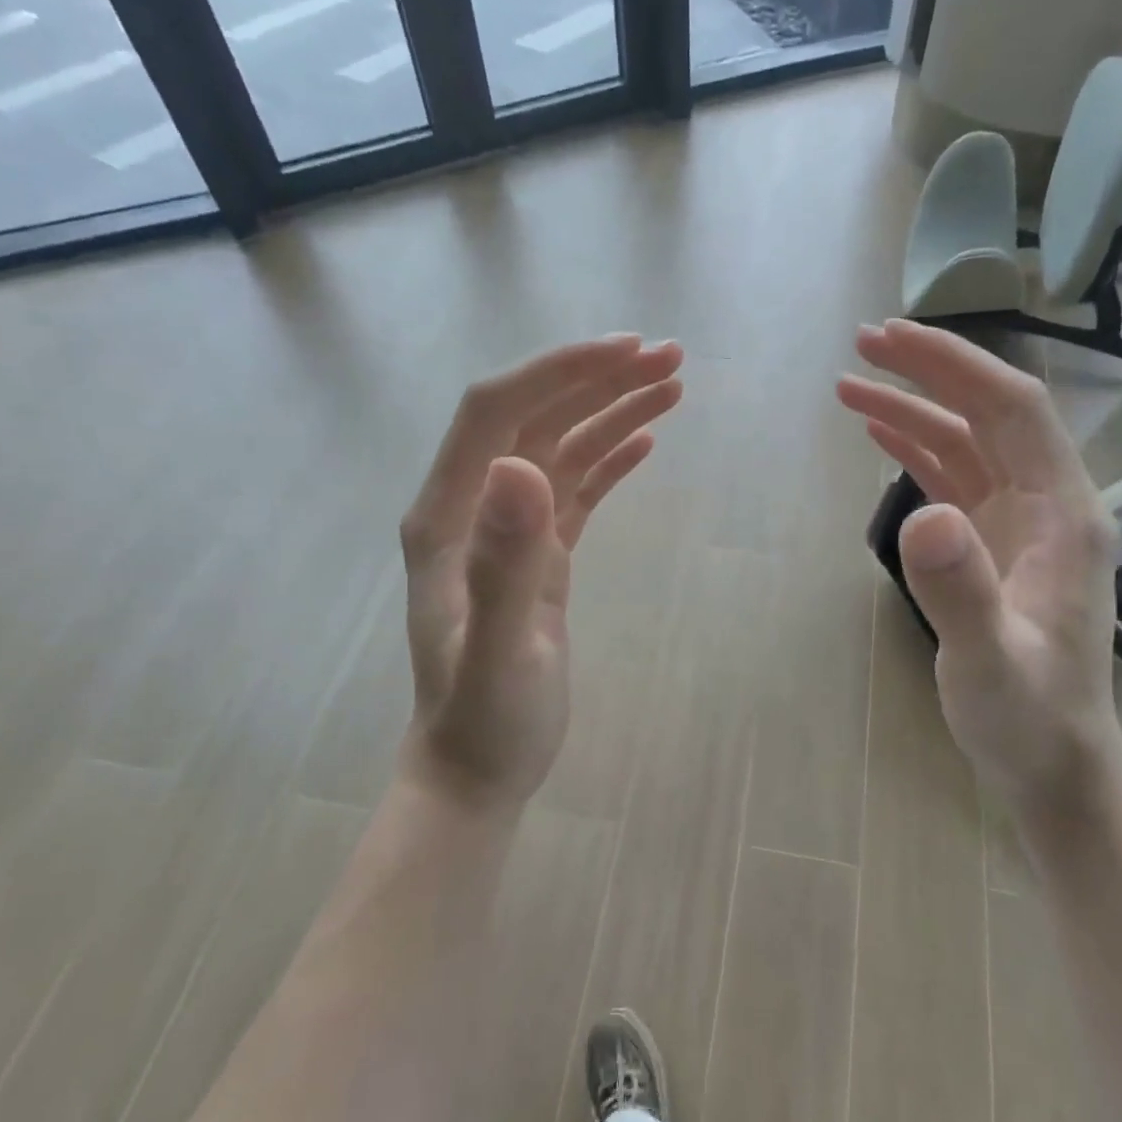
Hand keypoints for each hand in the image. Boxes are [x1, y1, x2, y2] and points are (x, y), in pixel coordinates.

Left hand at [400, 334, 683, 805]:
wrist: (478, 770)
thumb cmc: (485, 720)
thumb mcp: (499, 651)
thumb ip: (506, 563)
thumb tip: (522, 464)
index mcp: (449, 515)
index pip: (497, 411)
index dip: (558, 372)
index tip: (626, 351)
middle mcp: (474, 508)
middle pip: (535, 418)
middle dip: (598, 380)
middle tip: (670, 358)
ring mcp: (507, 532)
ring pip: (561, 448)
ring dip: (612, 411)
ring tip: (672, 386)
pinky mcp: (539, 557)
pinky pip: (576, 490)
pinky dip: (609, 459)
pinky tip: (644, 441)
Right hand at [838, 320, 1121, 814]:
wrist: (1052, 765)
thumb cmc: (1029, 719)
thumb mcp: (990, 664)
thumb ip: (959, 591)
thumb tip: (920, 515)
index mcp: (1063, 514)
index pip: (1012, 409)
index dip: (954, 365)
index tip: (891, 340)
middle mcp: (1047, 505)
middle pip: (988, 413)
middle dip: (928, 373)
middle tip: (861, 346)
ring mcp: (1020, 526)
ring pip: (966, 443)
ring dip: (912, 410)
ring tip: (850, 388)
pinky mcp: (993, 547)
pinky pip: (954, 480)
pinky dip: (916, 451)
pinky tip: (880, 438)